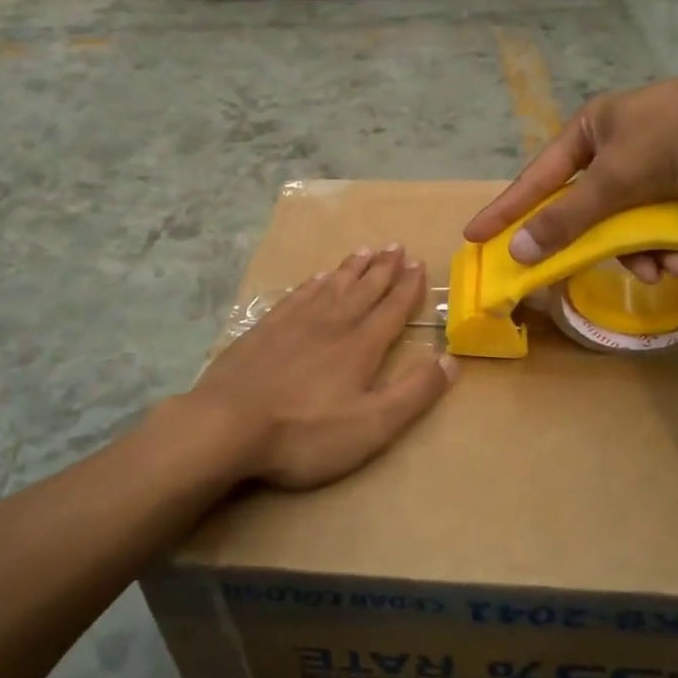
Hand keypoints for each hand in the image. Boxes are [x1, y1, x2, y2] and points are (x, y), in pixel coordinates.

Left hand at [189, 246, 456, 491]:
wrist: (226, 425)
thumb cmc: (305, 433)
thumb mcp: (373, 425)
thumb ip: (414, 392)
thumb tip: (451, 360)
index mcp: (361, 346)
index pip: (392, 309)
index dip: (408, 287)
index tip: (418, 263)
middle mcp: (332, 324)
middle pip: (363, 289)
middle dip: (383, 268)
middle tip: (396, 245)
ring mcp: (294, 324)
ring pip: (331, 286)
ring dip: (351, 268)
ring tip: (365, 250)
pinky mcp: (264, 330)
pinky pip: (297, 296)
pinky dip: (313, 283)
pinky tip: (317, 277)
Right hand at [464, 63, 677, 280]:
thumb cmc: (675, 136)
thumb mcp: (615, 178)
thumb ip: (567, 217)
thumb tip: (518, 250)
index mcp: (587, 132)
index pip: (535, 178)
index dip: (505, 209)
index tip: (475, 235)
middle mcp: (611, 146)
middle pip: (582, 207)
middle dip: (592, 243)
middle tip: (570, 275)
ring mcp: (646, 163)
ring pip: (623, 221)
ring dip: (639, 252)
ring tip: (662, 271)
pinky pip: (655, 221)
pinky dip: (665, 243)